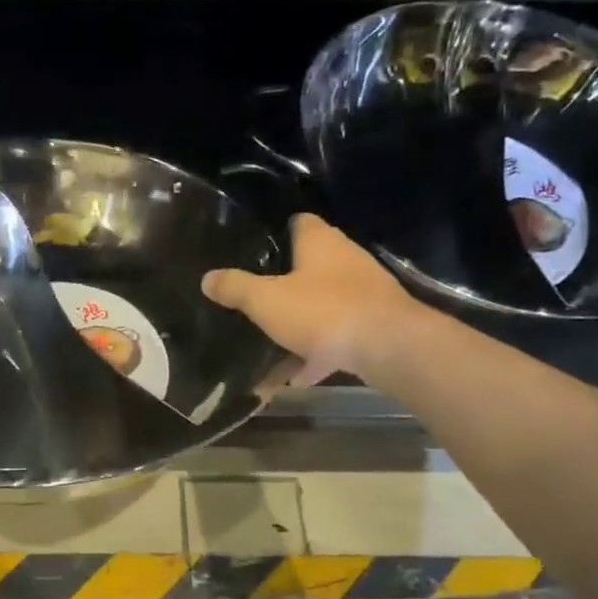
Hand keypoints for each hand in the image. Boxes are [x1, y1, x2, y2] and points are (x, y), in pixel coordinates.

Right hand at [202, 214, 427, 382]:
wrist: (389, 348)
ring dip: (297, 324)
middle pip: (308, 265)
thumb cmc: (323, 311)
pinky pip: (334, 335)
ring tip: (266, 346)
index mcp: (319, 242)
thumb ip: (236, 288)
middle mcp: (345, 259)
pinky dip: (315, 353)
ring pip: (320, 304)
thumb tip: (207, 278)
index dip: (275, 232)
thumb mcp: (266, 300)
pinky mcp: (372, 324)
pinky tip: (295, 376)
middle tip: (252, 299)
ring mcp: (362, 292)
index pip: (297, 222)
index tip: (252, 249)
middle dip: (282, 283)